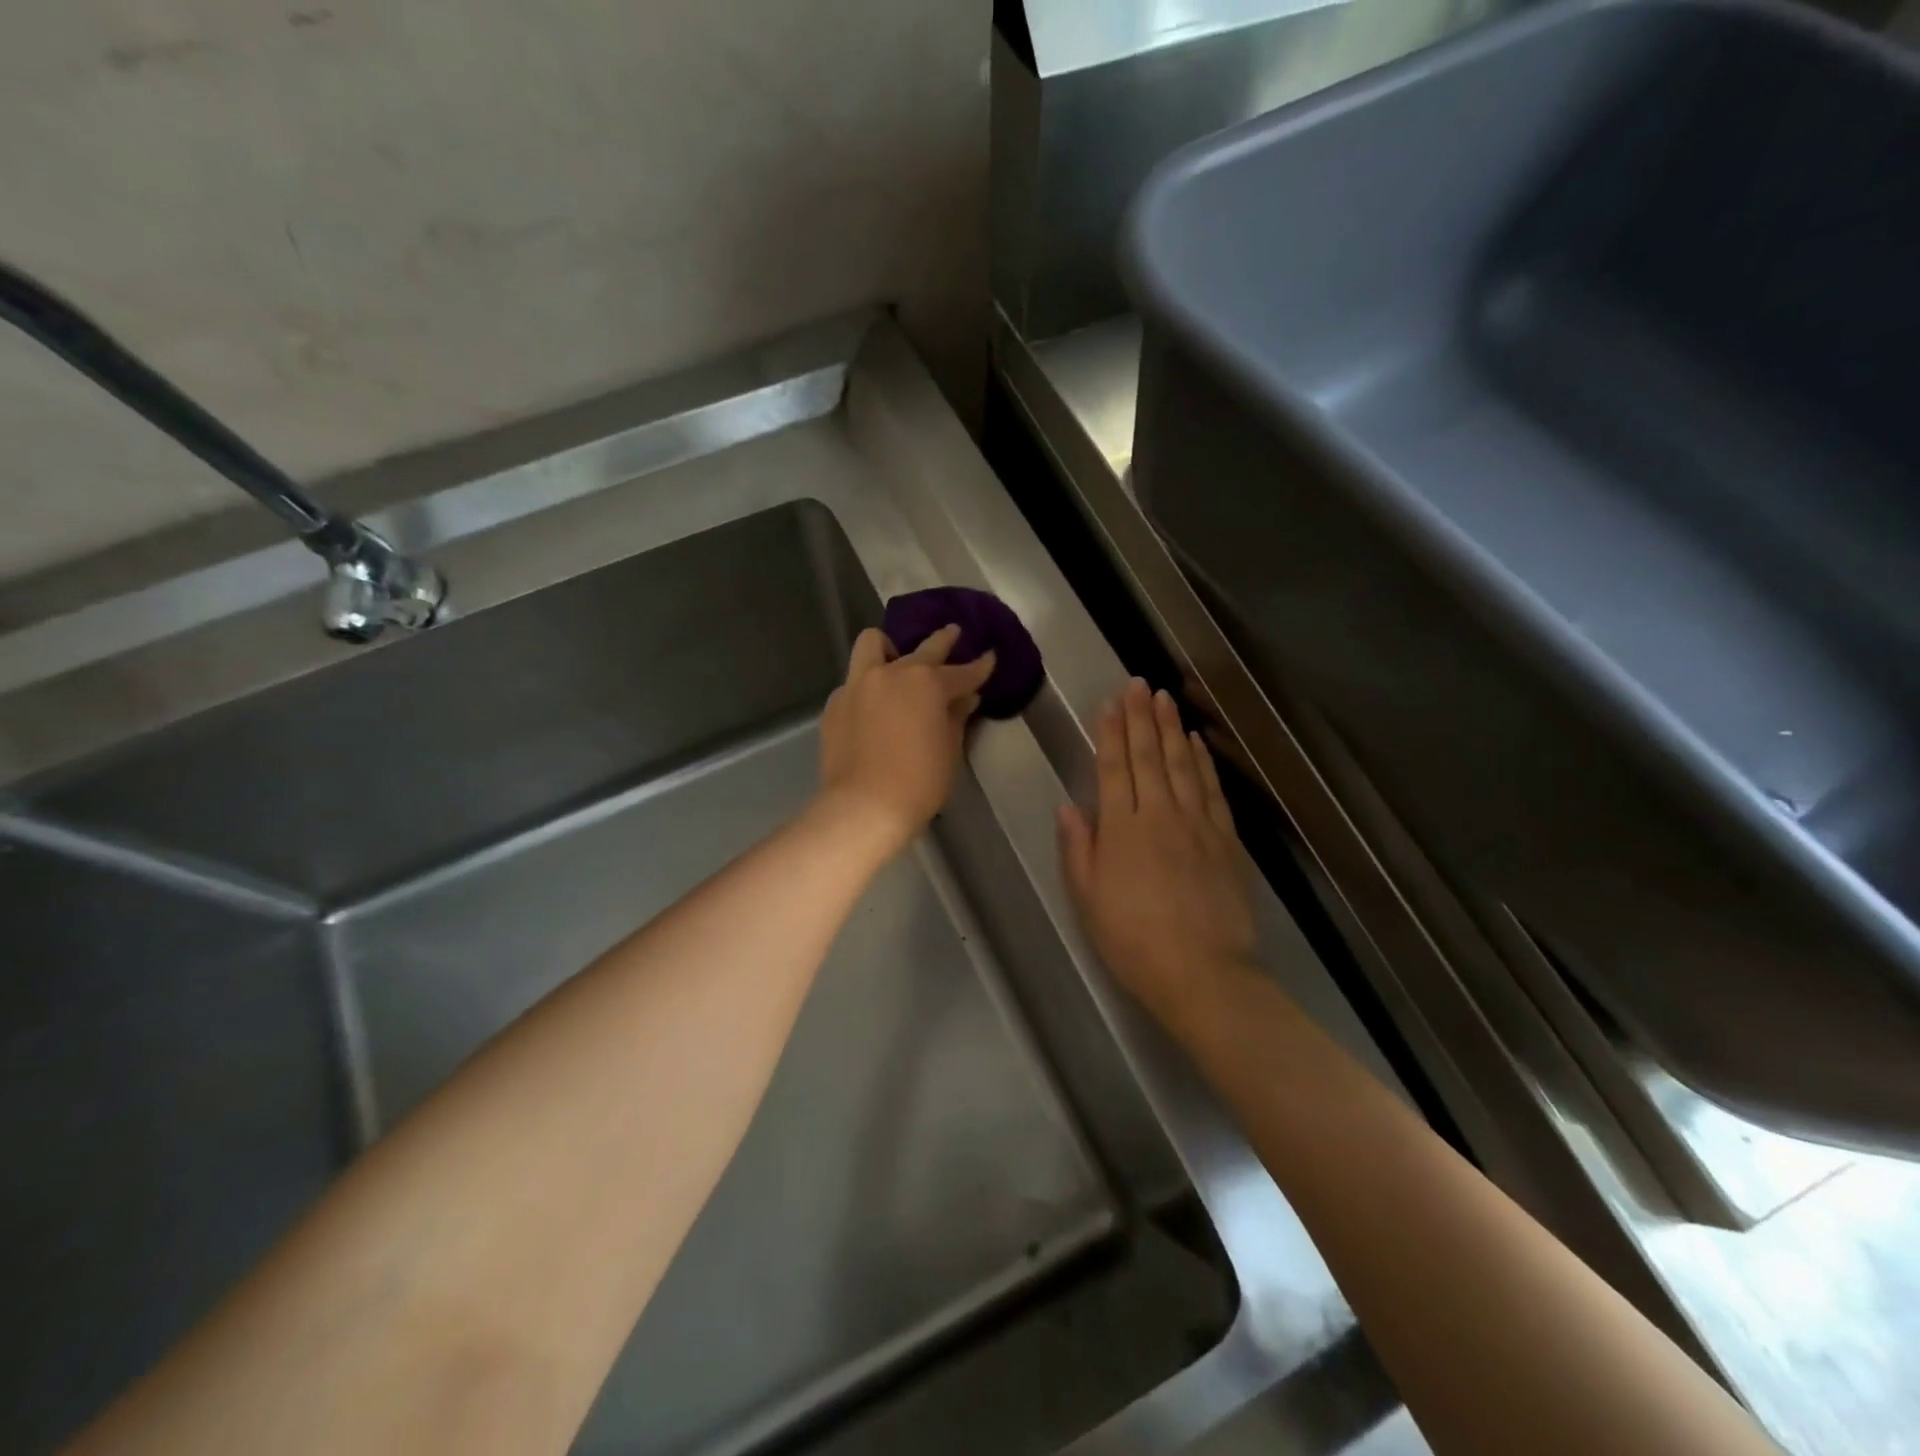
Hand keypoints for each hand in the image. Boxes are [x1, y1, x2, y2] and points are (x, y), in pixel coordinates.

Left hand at [818, 624, 995, 855]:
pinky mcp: (835, 704)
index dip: (979, 667)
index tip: (989, 658)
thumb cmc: (918, 783)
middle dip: (943, 641)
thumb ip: (956, 717)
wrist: (863, 807)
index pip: (962, 672)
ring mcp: (858, 685)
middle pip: (923, 649)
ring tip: (895, 660)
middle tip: (953, 634)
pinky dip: (868, 686)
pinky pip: (854, 681)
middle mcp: (891, 673)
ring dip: (889, 648)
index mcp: (926, 683)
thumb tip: (964, 698)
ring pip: (872, 644)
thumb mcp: (949, 751)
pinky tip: (873, 707)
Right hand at [1058, 679, 1255, 1030]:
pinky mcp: (1226, 840)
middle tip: (1139, 684)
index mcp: (1122, 829)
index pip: (1114, 769)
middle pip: (1149, 757)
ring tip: (1165, 698)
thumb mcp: (1088, 899)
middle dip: (1142, 718)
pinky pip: (1212, 790)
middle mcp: (1159, 815)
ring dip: (1172, 729)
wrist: (1202, 972)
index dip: (1112, 733)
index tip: (1111, 703)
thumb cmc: (1133, 940)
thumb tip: (1070, 806)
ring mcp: (1197, 824)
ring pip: (1182, 765)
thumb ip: (1078, 848)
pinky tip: (1197, 743)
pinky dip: (1204, 762)